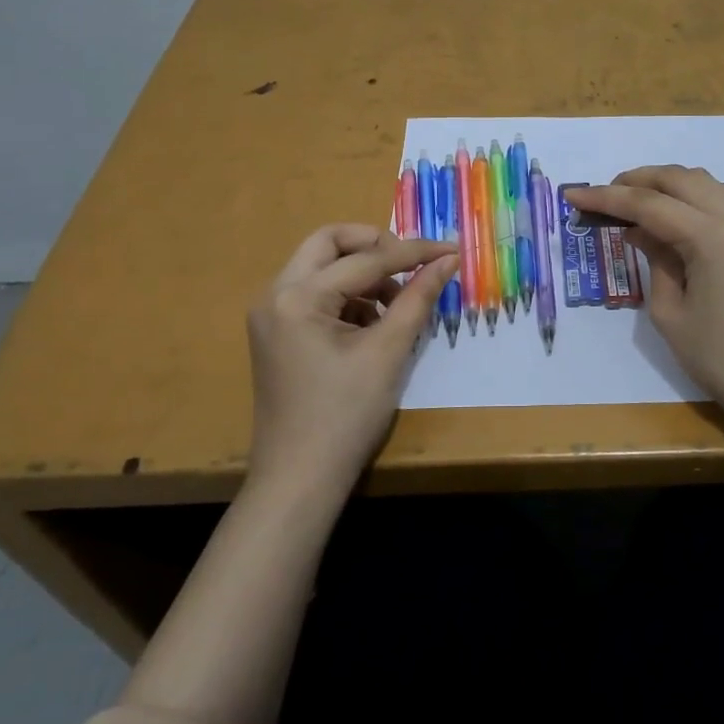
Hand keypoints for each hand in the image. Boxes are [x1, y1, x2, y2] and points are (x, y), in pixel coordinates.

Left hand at [246, 224, 456, 495]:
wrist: (300, 480)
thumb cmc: (345, 416)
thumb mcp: (389, 351)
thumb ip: (418, 298)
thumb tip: (449, 259)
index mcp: (297, 297)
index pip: (365, 258)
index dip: (413, 252)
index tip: (451, 250)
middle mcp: (275, 294)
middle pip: (329, 243)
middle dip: (375, 246)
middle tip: (411, 265)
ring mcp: (271, 314)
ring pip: (322, 266)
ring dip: (362, 273)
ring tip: (397, 305)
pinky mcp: (277, 332)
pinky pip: (316, 293)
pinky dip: (348, 297)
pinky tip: (373, 325)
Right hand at [564, 167, 723, 421]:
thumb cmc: (719, 358)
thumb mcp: (669, 312)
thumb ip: (653, 259)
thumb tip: (637, 229)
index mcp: (711, 239)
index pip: (648, 205)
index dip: (606, 197)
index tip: (573, 194)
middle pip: (677, 179)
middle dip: (635, 181)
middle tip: (603, 195)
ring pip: (705, 180)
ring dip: (668, 182)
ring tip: (638, 200)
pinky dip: (703, 192)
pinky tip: (687, 210)